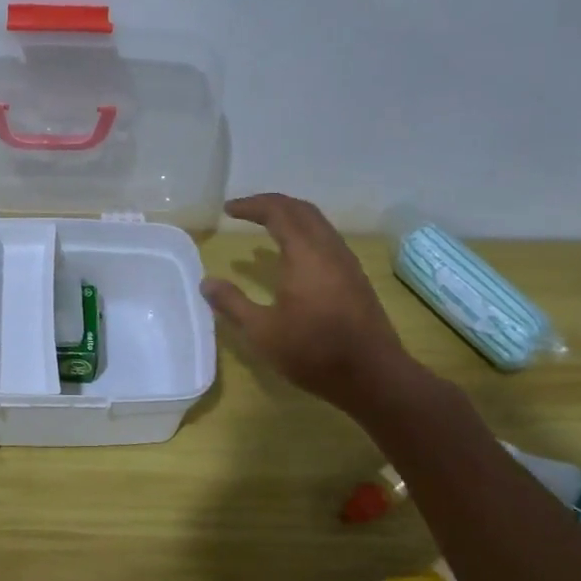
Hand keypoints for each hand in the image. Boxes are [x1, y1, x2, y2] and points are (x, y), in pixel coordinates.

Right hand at [201, 193, 418, 413]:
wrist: (373, 376)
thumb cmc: (313, 351)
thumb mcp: (262, 331)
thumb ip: (233, 303)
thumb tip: (207, 283)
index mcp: (305, 254)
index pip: (278, 212)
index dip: (251, 206)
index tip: (227, 210)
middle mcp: (329, 250)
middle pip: (301, 210)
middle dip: (272, 204)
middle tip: (245, 211)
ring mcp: (347, 263)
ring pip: (318, 224)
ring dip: (290, 218)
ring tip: (266, 227)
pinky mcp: (355, 279)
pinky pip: (327, 240)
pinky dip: (304, 234)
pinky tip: (292, 256)